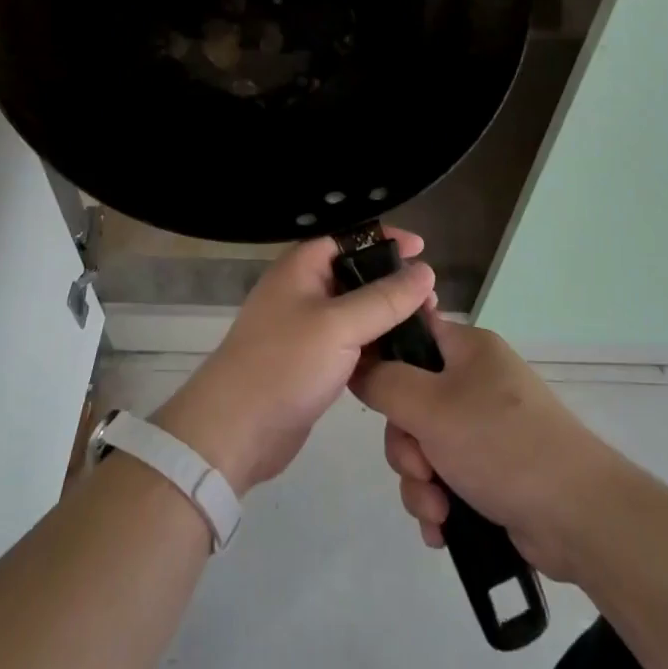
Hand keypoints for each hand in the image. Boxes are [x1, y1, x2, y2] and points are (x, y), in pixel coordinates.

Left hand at [153, 231, 434, 495]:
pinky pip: (351, 343)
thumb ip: (385, 298)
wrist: (236, 430)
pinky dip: (375, 345)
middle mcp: (302, 290)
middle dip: (393, 283)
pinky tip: (403, 357)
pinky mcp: (312, 362)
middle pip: (356, 274)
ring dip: (388, 317)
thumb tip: (426, 270)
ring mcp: (306, 328)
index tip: (422, 248)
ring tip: (427, 327)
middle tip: (431, 299)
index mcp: (301, 267)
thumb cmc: (284, 364)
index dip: (384, 239)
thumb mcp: (340, 325)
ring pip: (356, 311)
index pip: (348, 238)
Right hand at [351, 311, 618, 582]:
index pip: (412, 333)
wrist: (579, 517)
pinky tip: (443, 529)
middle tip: (420, 467)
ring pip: (425, 446)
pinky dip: (439, 503)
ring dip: (420, 482)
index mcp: (468, 349)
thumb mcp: (430, 406)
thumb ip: (384, 382)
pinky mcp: (493, 471)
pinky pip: (446, 478)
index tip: (367, 391)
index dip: (383, 358)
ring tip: (437, 510)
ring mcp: (486, 428)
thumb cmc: (501, 445)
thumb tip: (359, 366)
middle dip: (406, 445)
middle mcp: (476, 381)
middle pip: (410, 400)